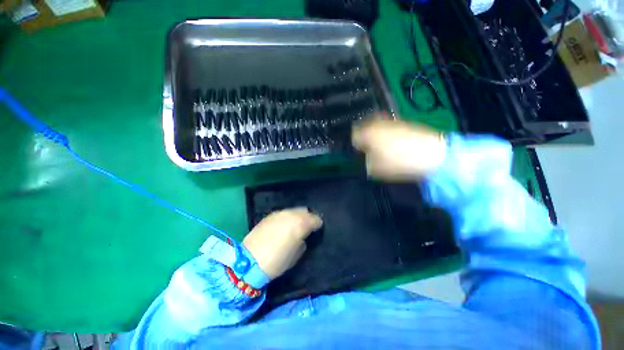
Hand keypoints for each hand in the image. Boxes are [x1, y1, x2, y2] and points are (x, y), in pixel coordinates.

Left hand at [243, 208, 322, 279]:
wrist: (250, 261)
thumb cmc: (277, 261)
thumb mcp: (296, 255)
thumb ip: (303, 242)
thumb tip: (302, 237)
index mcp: (300, 224)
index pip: (315, 219)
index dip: (318, 223)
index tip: (317, 229)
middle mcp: (291, 215)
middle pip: (304, 211)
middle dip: (308, 217)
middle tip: (307, 226)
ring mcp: (279, 213)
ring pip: (293, 210)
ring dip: (297, 216)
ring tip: (295, 226)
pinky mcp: (269, 216)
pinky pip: (283, 213)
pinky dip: (287, 218)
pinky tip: (283, 226)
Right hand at [352, 119, 446, 180]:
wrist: (431, 153)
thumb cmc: (397, 162)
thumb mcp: (374, 169)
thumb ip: (366, 162)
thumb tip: (366, 157)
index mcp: (367, 133)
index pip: (353, 136)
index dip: (355, 146)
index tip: (360, 153)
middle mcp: (376, 123)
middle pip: (363, 127)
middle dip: (363, 137)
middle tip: (368, 149)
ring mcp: (390, 121)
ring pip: (375, 125)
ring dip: (374, 134)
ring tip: (380, 146)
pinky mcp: (402, 122)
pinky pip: (387, 126)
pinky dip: (385, 132)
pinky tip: (392, 142)